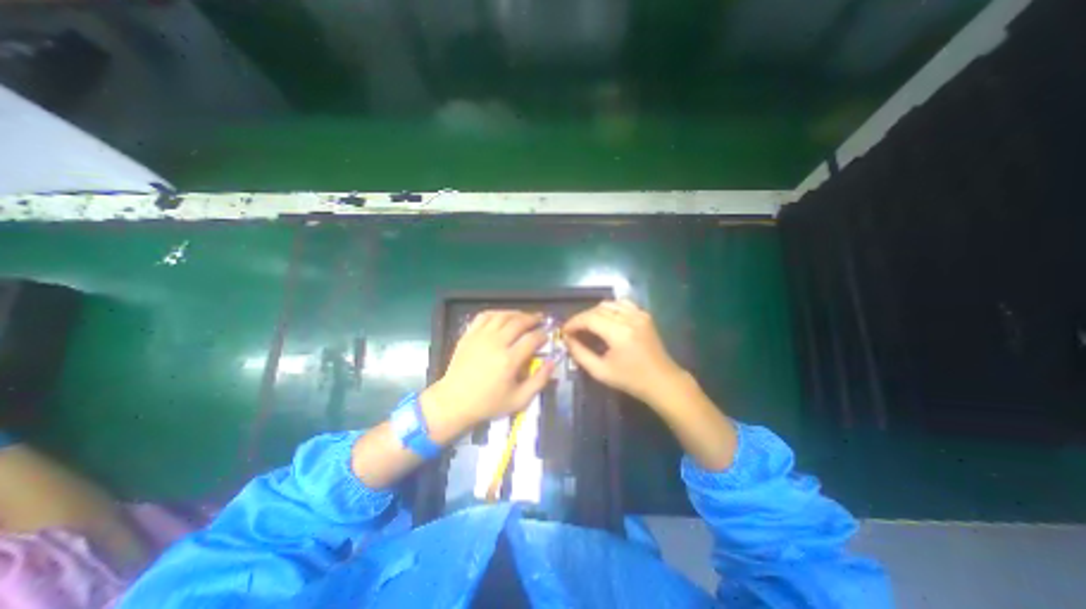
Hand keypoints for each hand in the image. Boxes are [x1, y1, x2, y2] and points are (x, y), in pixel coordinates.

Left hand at [421, 308, 555, 431]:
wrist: (454, 401)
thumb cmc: (488, 403)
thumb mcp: (519, 400)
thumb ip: (539, 381)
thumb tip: (552, 362)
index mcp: (509, 360)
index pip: (532, 339)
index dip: (543, 335)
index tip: (547, 336)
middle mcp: (496, 343)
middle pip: (518, 322)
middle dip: (533, 319)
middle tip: (540, 319)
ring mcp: (480, 337)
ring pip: (502, 315)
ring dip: (517, 313)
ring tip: (524, 316)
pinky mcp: (468, 335)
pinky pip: (484, 316)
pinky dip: (496, 312)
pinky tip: (502, 316)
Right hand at [560, 298, 685, 406]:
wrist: (662, 381)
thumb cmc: (630, 380)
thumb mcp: (600, 371)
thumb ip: (580, 354)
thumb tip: (567, 339)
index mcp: (619, 333)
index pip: (589, 318)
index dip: (574, 322)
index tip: (564, 331)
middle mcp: (630, 318)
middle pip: (598, 308)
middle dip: (582, 318)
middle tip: (574, 330)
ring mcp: (639, 314)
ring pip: (609, 303)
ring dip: (594, 312)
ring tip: (588, 325)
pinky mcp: (644, 315)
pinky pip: (622, 304)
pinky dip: (610, 309)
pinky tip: (605, 320)